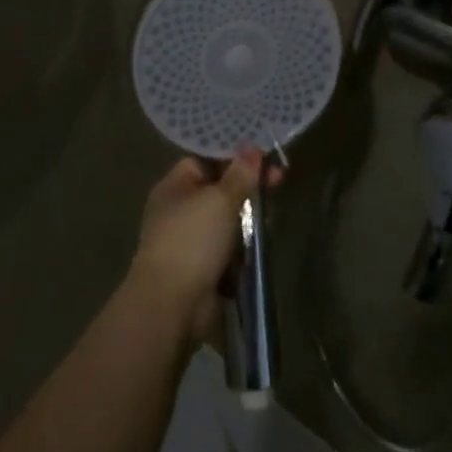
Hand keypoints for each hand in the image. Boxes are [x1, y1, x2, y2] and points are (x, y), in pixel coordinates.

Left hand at [130, 148, 282, 336]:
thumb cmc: (192, 240)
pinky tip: (262, 244)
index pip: (207, 160)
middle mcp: (179, 209)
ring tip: (272, 215)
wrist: (171, 303)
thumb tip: (251, 147)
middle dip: (247, 189)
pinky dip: (242, 247)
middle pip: (219, 190)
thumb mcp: (220, 200)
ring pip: (226, 221)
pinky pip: (227, 248)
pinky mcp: (200, 267)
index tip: (265, 158)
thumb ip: (240, 174)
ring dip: (247, 220)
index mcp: (175, 186)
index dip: (235, 158)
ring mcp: (188, 240)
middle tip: (279, 183)